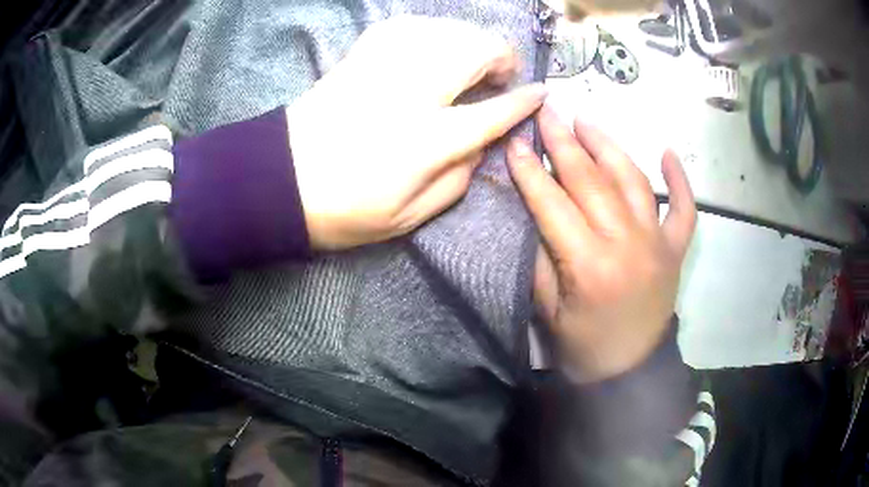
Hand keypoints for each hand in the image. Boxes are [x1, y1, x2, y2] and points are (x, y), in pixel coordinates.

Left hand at [287, 15, 546, 249]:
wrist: (278, 182)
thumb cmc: (342, 209)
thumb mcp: (407, 217)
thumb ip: (455, 181)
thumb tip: (480, 146)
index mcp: (427, 140)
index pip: (493, 112)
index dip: (524, 101)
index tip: (541, 93)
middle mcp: (412, 92)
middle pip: (474, 52)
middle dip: (501, 57)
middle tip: (500, 77)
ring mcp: (382, 67)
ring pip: (445, 30)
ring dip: (470, 39)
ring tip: (472, 58)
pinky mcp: (358, 56)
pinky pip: (407, 26)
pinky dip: (431, 30)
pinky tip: (433, 44)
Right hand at [507, 107, 695, 382]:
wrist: (630, 371)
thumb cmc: (582, 347)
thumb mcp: (547, 311)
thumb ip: (541, 257)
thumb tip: (534, 209)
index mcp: (589, 266)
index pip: (553, 203)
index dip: (530, 170)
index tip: (515, 141)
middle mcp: (627, 245)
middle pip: (592, 181)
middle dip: (563, 142)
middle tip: (547, 112)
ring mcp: (658, 244)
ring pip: (633, 181)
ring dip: (609, 147)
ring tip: (587, 122)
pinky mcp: (675, 250)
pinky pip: (684, 210)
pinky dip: (679, 181)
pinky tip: (668, 153)